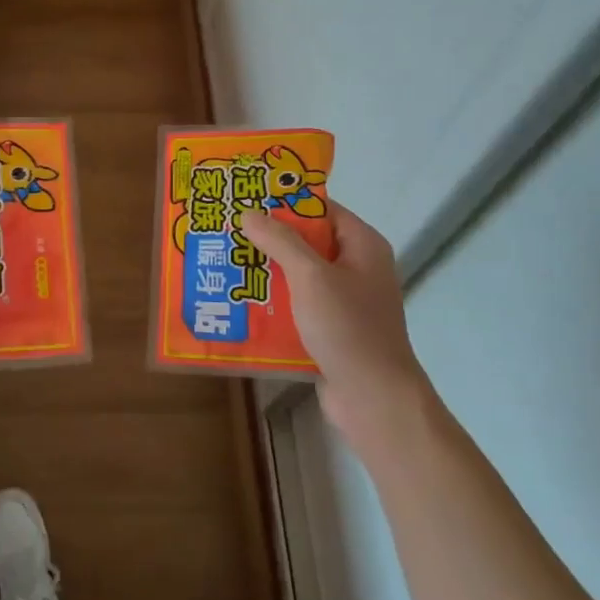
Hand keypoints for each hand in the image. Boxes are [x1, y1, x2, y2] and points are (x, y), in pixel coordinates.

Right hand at [239, 200, 429, 450]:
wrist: (374, 400)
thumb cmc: (348, 328)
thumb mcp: (311, 276)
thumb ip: (280, 241)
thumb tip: (249, 212)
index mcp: (362, 245)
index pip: (321, 209)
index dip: (286, 202)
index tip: (247, 198)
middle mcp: (357, 267)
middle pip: (308, 241)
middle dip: (269, 238)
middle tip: (227, 230)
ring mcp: (345, 301)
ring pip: (300, 275)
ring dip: (267, 272)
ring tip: (225, 263)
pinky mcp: (332, 329)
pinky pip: (298, 305)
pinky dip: (274, 302)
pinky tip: (241, 303)